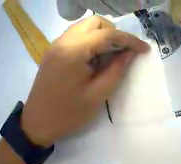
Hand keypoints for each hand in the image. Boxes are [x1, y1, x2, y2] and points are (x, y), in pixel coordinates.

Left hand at [21, 16, 149, 146]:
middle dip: (113, 32)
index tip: (144, 49)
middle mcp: (64, 40)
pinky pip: (74, 34)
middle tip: (120, 51)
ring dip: (100, 34)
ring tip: (106, 53)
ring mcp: (56, 44)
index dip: (130, 40)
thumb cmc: (66, 114)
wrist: (36, 124)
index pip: (108, 34)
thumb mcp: (96, 96)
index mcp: (74, 51)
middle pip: (95, 22)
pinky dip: (87, 38)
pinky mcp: (52, 50)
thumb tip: (130, 53)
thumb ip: (116, 70)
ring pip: (84, 26)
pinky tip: (90, 55)